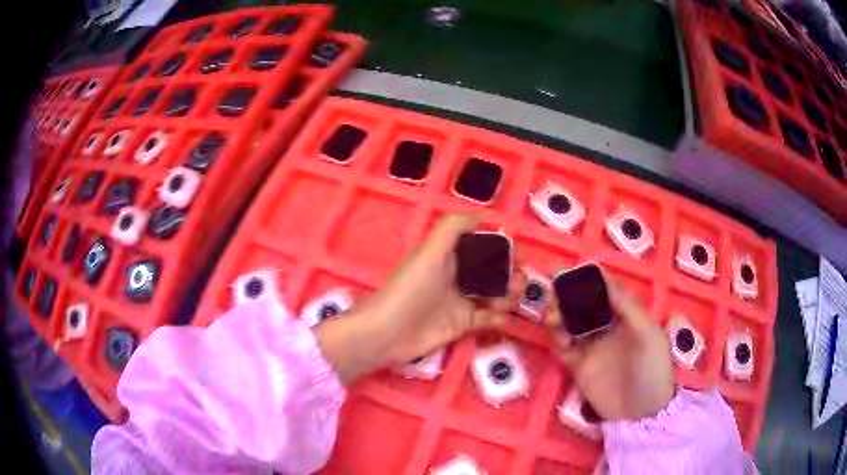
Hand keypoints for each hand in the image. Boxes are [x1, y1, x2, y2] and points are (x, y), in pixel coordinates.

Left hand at [314, 213, 522, 383]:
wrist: (390, 331)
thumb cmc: (411, 289)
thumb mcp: (430, 252)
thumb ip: (453, 228)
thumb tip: (482, 216)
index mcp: (451, 256)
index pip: (485, 247)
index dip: (504, 250)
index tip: (517, 256)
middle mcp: (459, 276)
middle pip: (495, 272)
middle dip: (512, 275)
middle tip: (517, 283)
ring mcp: (461, 301)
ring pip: (496, 295)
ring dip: (509, 296)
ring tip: (509, 301)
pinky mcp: (462, 324)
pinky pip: (488, 319)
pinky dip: (499, 318)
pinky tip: (501, 319)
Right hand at [547, 272, 674, 420]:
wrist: (641, 412)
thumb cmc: (652, 369)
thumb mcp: (649, 335)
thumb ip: (629, 308)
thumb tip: (606, 281)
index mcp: (626, 316)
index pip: (605, 291)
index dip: (589, 280)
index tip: (570, 272)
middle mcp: (607, 327)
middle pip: (583, 305)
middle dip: (567, 296)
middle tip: (553, 294)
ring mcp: (592, 347)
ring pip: (570, 324)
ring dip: (558, 315)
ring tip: (551, 315)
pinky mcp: (579, 366)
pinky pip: (563, 347)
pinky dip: (556, 338)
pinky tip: (557, 336)